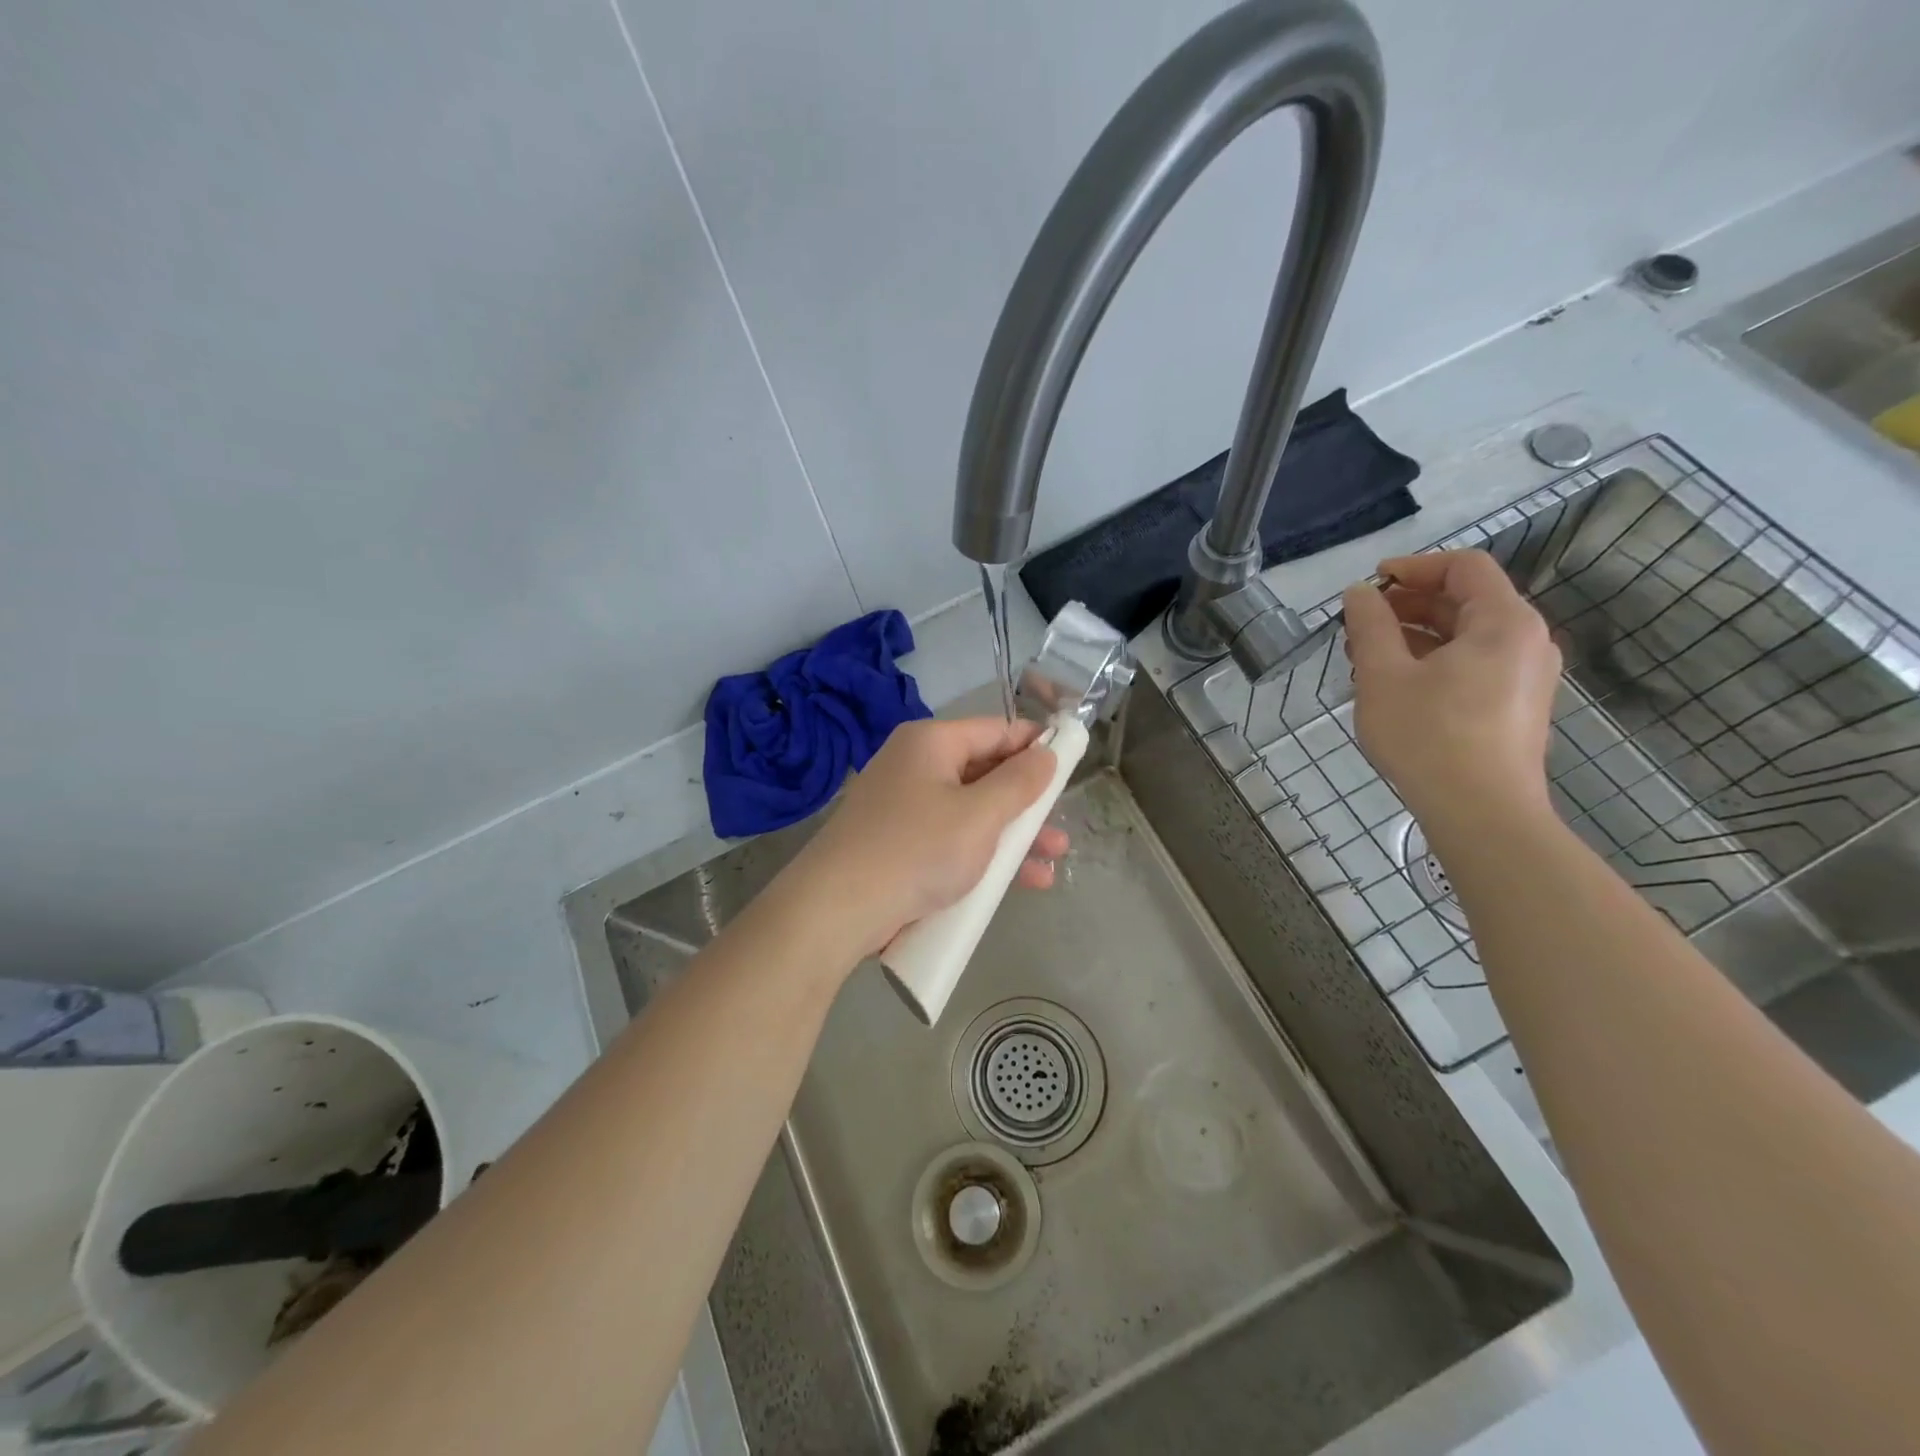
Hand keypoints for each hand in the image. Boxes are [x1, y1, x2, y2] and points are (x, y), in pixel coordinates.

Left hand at [783, 717, 1069, 956]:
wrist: (835, 910)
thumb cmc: (916, 850)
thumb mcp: (979, 815)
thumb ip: (1020, 783)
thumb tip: (1046, 752)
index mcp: (931, 744)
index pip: (996, 730)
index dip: (1036, 745)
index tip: (1071, 765)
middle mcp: (914, 767)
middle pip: (984, 773)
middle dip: (1027, 803)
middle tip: (1060, 827)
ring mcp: (902, 808)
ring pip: (970, 812)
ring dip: (1011, 836)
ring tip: (1051, 862)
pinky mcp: (896, 845)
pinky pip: (949, 840)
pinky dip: (980, 855)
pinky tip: (1014, 884)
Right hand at [1341, 551, 1561, 837]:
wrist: (1482, 814)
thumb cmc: (1429, 737)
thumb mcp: (1383, 676)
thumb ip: (1370, 625)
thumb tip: (1360, 593)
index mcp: (1504, 622)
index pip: (1464, 567)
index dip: (1414, 566)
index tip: (1370, 583)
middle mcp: (1526, 641)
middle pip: (1466, 601)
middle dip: (1408, 606)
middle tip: (1359, 626)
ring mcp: (1526, 677)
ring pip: (1466, 636)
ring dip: (1415, 636)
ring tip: (1366, 658)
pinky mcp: (1516, 707)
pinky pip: (1473, 665)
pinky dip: (1434, 662)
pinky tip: (1395, 686)